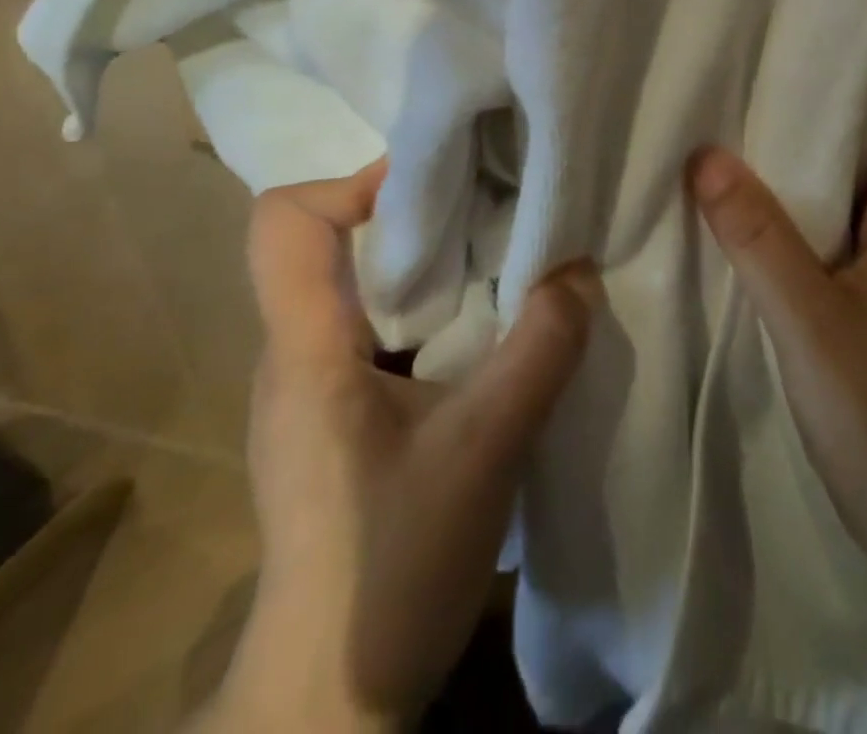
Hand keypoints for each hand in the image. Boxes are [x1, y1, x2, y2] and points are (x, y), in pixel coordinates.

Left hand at [200, 162, 598, 732]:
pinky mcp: (334, 418)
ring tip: (497, 268)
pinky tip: (479, 338)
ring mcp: (310, 388)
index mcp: (306, 347)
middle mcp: (294, 353)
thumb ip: (540, 349)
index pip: (286, 221)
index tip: (439, 190)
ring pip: (356, 286)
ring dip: (425, 266)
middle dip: (412, 216)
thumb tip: (580, 271)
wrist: (329, 705)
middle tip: (490, 216)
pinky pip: (373, 330)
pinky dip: (425, 311)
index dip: (356, 184)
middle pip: (330, 242)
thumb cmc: (391, 568)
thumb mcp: (487, 449)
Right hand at [689, 96, 866, 575]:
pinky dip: (796, 208)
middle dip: (830, 109)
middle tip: (766, 70)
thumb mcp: (808, 319)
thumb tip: (705, 155)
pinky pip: (827, 232)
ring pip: (847, 192)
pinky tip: (750, 206)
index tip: (833, 39)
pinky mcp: (860, 302)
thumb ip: (758, 238)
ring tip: (747, 122)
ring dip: (807, 160)